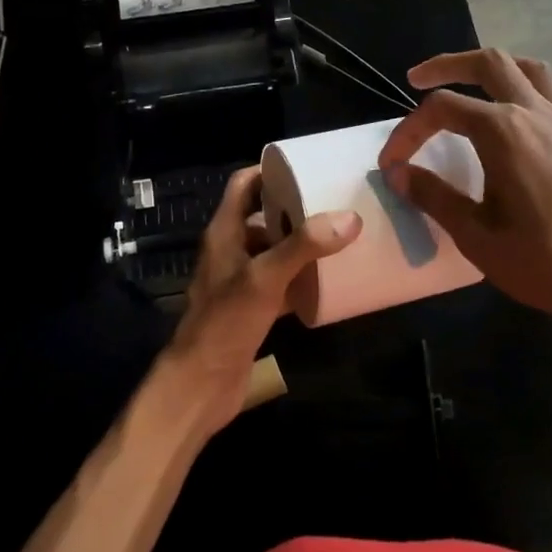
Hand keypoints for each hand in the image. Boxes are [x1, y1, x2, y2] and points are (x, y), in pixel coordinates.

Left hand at [166, 166, 361, 430]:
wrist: (202, 384)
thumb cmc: (225, 322)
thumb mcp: (264, 278)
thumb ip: (303, 246)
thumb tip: (349, 217)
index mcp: (224, 232)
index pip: (244, 185)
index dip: (271, 171)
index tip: (308, 167)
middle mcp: (230, 250)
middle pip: (263, 216)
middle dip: (296, 207)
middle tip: (335, 200)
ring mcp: (240, 280)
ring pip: (273, 250)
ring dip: (301, 243)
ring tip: (339, 234)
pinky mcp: (252, 307)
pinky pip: (280, 281)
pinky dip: (301, 276)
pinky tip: (329, 279)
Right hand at [378, 49, 551, 337]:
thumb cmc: (543, 261)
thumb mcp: (476, 235)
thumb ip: (434, 196)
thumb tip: (398, 174)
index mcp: (505, 132)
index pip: (443, 108)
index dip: (408, 131)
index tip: (389, 164)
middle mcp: (534, 113)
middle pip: (488, 63)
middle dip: (447, 65)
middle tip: (415, 81)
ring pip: (524, 68)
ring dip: (489, 69)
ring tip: (465, 86)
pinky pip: (545, 91)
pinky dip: (517, 86)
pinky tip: (504, 120)